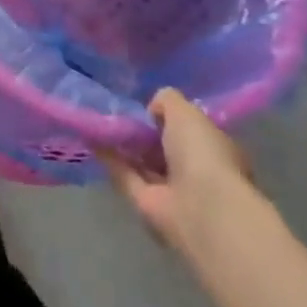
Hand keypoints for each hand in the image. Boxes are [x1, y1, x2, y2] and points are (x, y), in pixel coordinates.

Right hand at [104, 88, 263, 262]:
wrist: (200, 206)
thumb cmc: (201, 152)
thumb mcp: (186, 111)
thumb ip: (167, 101)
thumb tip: (152, 109)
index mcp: (213, 147)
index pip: (188, 129)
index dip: (167, 117)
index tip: (145, 107)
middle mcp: (194, 169)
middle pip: (163, 147)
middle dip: (143, 133)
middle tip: (116, 113)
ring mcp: (171, 190)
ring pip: (143, 163)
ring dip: (123, 146)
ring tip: (98, 124)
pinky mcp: (148, 204)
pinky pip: (127, 176)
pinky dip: (110, 160)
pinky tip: (92, 141)